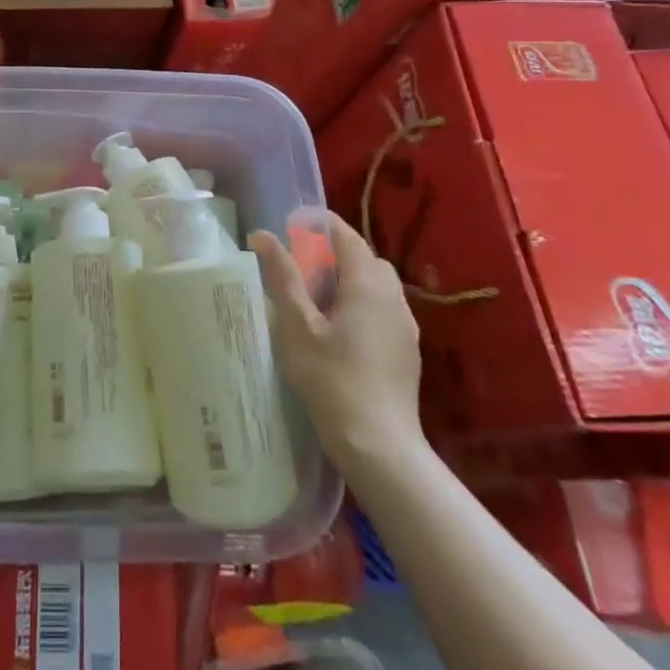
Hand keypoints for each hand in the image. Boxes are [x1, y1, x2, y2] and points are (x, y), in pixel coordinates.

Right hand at [251, 211, 424, 467]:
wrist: (379, 445)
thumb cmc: (332, 379)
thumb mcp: (297, 326)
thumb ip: (283, 277)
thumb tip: (262, 235)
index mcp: (367, 283)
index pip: (346, 235)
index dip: (319, 225)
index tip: (291, 227)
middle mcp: (393, 296)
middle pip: (364, 257)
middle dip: (333, 253)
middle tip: (300, 269)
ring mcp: (405, 324)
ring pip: (377, 284)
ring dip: (349, 280)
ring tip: (317, 302)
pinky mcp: (407, 349)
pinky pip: (384, 308)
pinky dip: (361, 304)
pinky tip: (339, 333)